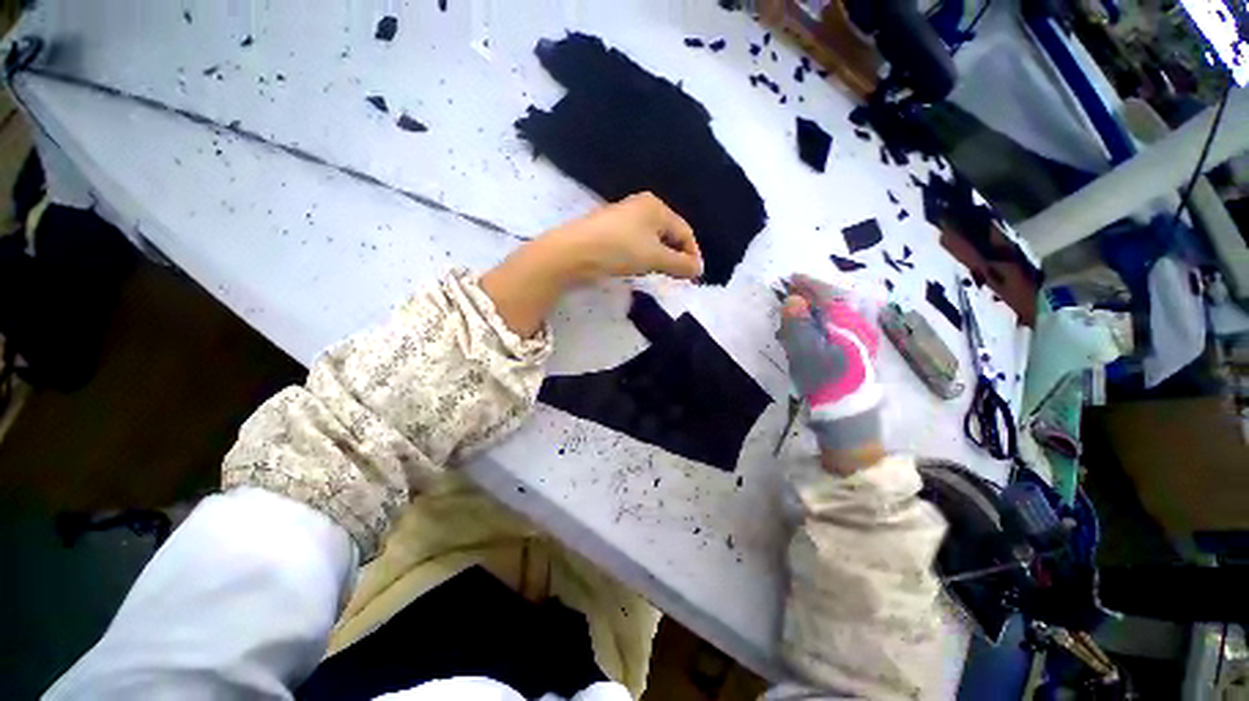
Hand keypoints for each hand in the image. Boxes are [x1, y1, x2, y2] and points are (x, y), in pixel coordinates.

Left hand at [547, 192, 702, 281]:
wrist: (573, 253)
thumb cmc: (619, 250)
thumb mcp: (655, 258)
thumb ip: (680, 264)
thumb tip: (698, 269)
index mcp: (656, 206)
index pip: (685, 231)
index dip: (692, 255)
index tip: (694, 278)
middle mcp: (641, 207)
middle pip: (668, 234)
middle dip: (675, 257)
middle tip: (677, 278)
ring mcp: (623, 218)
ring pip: (651, 241)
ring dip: (658, 259)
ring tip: (657, 275)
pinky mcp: (610, 231)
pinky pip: (635, 244)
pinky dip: (642, 257)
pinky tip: (636, 268)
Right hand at [778, 275, 883, 472]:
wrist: (848, 414)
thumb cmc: (825, 380)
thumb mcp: (805, 350)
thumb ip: (798, 323)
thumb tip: (794, 299)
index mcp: (848, 322)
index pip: (830, 292)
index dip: (810, 283)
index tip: (791, 278)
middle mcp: (859, 325)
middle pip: (835, 301)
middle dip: (812, 297)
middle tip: (791, 300)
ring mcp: (861, 338)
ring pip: (836, 315)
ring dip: (815, 312)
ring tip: (795, 320)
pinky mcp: (856, 350)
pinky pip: (837, 327)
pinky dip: (820, 325)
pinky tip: (808, 336)